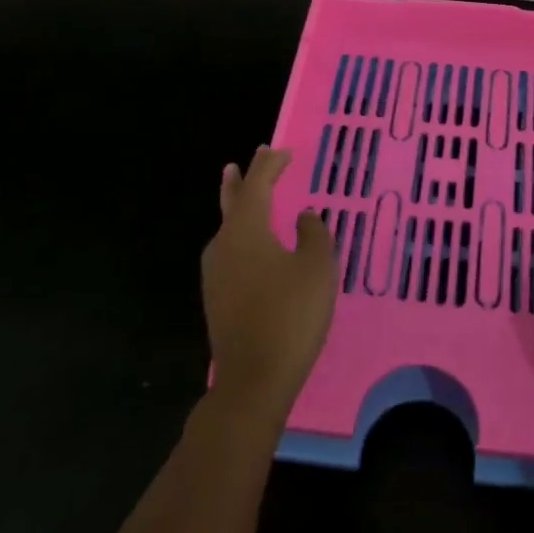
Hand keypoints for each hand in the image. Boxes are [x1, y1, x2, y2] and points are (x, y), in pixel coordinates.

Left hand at [202, 147, 335, 428]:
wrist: (254, 380)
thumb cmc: (291, 315)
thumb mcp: (317, 268)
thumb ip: (314, 234)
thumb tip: (303, 217)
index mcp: (246, 229)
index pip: (258, 184)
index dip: (270, 165)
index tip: (283, 151)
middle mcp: (224, 244)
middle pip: (233, 202)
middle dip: (241, 180)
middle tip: (246, 161)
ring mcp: (216, 273)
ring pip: (228, 228)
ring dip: (239, 208)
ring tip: (246, 197)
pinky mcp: (217, 298)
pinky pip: (230, 251)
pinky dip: (241, 235)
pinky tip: (252, 247)